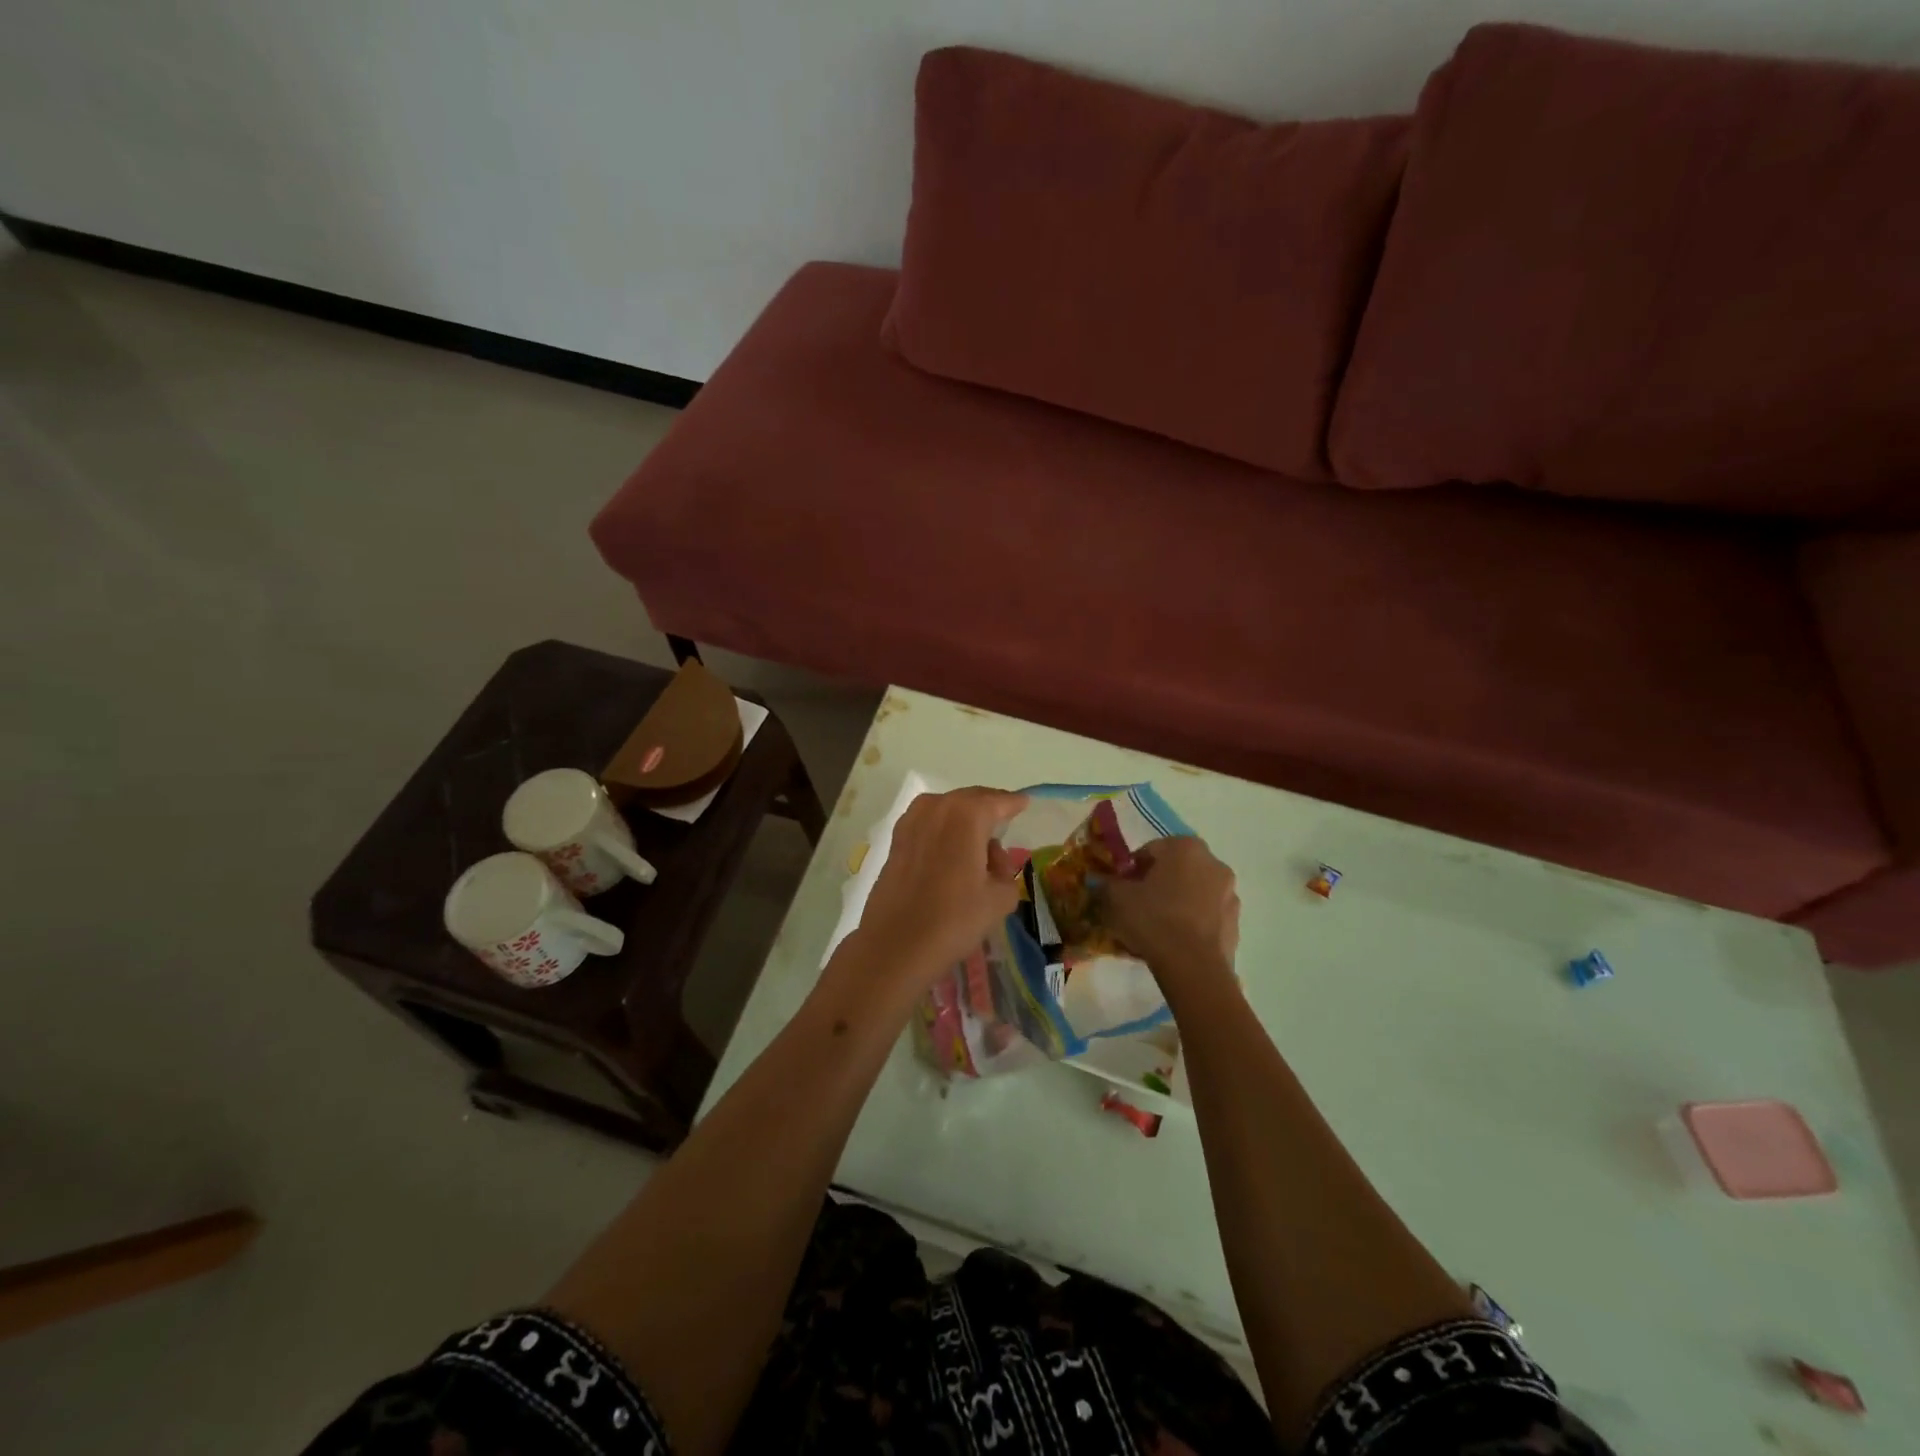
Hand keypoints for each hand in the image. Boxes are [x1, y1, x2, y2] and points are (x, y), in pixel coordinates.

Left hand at [849, 787, 1028, 992]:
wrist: (895, 944)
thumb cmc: (954, 919)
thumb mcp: (999, 898)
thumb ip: (1006, 870)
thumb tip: (992, 857)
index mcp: (968, 815)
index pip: (998, 801)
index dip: (1014, 803)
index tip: (1025, 804)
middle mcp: (938, 807)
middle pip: (971, 800)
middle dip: (988, 808)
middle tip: (1004, 821)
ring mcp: (912, 820)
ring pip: (947, 809)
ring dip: (964, 819)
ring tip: (978, 841)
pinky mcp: (896, 839)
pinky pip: (929, 823)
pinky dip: (943, 829)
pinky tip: (951, 850)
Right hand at [1105, 836, 1240, 987]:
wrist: (1193, 966)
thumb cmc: (1154, 919)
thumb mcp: (1117, 898)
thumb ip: (1107, 883)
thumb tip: (1101, 881)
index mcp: (1185, 848)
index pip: (1151, 850)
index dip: (1132, 869)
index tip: (1122, 888)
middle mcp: (1213, 863)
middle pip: (1176, 869)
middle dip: (1158, 883)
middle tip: (1138, 905)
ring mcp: (1229, 893)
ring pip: (1194, 891)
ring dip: (1178, 901)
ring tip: (1158, 927)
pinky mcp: (1235, 921)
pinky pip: (1207, 915)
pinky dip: (1193, 921)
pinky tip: (1176, 940)